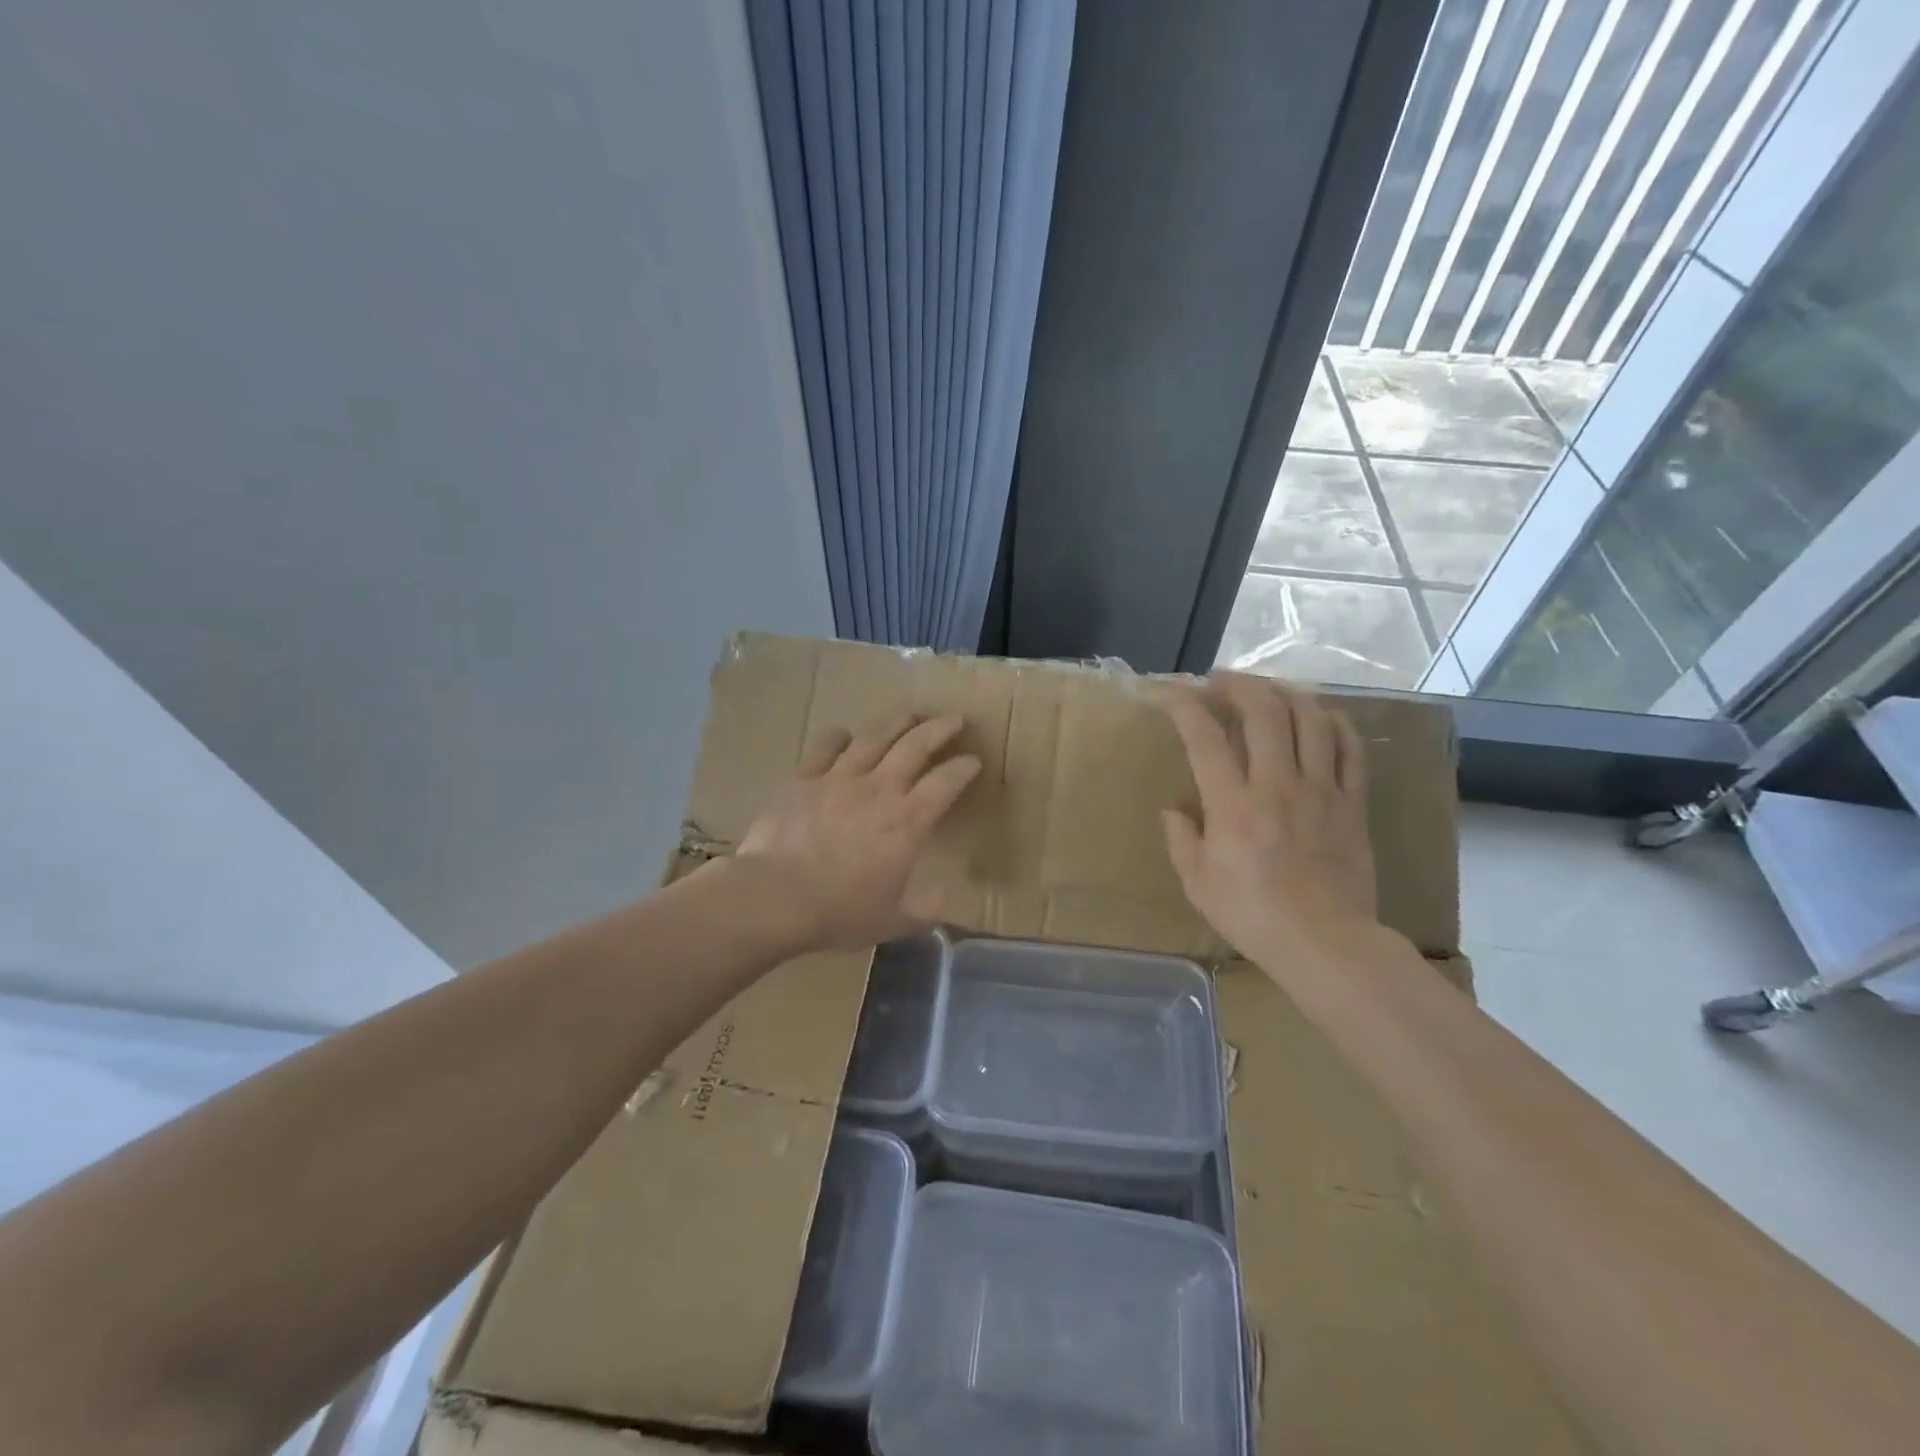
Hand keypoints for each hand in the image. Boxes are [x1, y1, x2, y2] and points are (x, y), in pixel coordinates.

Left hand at [736, 714, 982, 950]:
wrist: (777, 897)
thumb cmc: (841, 911)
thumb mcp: (894, 920)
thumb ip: (925, 909)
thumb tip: (946, 899)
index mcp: (908, 821)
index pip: (946, 782)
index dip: (964, 768)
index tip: (973, 760)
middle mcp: (879, 789)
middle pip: (916, 745)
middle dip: (940, 729)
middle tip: (954, 718)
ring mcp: (840, 778)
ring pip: (875, 738)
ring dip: (896, 724)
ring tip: (908, 716)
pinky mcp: (804, 779)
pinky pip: (826, 747)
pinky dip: (839, 737)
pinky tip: (844, 736)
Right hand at [1162, 674, 1379, 966]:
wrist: (1325, 943)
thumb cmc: (1252, 915)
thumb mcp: (1196, 883)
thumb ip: (1180, 839)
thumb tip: (1174, 809)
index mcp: (1232, 805)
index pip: (1206, 739)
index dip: (1186, 707)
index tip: (1174, 694)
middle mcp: (1276, 785)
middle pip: (1264, 712)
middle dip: (1239, 685)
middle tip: (1221, 681)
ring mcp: (1320, 791)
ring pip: (1310, 720)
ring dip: (1286, 694)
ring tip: (1269, 690)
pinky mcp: (1352, 803)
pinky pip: (1350, 750)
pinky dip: (1335, 724)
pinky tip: (1321, 717)